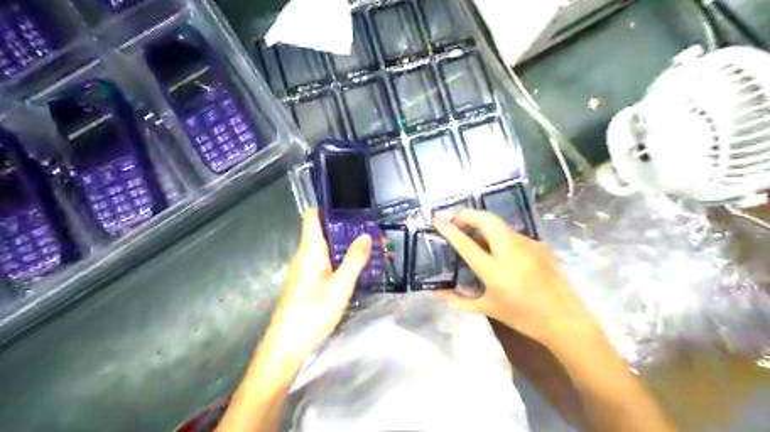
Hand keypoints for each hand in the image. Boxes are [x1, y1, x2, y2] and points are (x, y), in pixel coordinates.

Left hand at [266, 207, 370, 361]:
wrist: (287, 346)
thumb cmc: (312, 313)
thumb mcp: (340, 287)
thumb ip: (354, 260)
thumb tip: (366, 235)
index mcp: (310, 250)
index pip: (313, 217)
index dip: (328, 207)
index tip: (351, 206)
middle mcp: (306, 256)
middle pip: (325, 232)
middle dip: (349, 230)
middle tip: (374, 233)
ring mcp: (306, 270)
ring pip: (327, 249)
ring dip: (348, 247)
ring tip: (373, 250)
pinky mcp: (308, 283)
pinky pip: (326, 263)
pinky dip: (342, 261)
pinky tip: (358, 269)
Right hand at [432, 209, 600, 350]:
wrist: (564, 319)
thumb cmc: (523, 317)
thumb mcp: (488, 309)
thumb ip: (458, 301)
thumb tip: (436, 294)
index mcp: (495, 270)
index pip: (466, 243)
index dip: (449, 229)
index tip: (437, 219)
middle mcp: (510, 251)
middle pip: (486, 219)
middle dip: (467, 214)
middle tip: (456, 221)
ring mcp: (527, 244)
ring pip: (499, 224)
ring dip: (482, 224)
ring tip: (473, 235)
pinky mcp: (538, 244)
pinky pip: (512, 234)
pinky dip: (498, 236)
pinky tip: (499, 251)